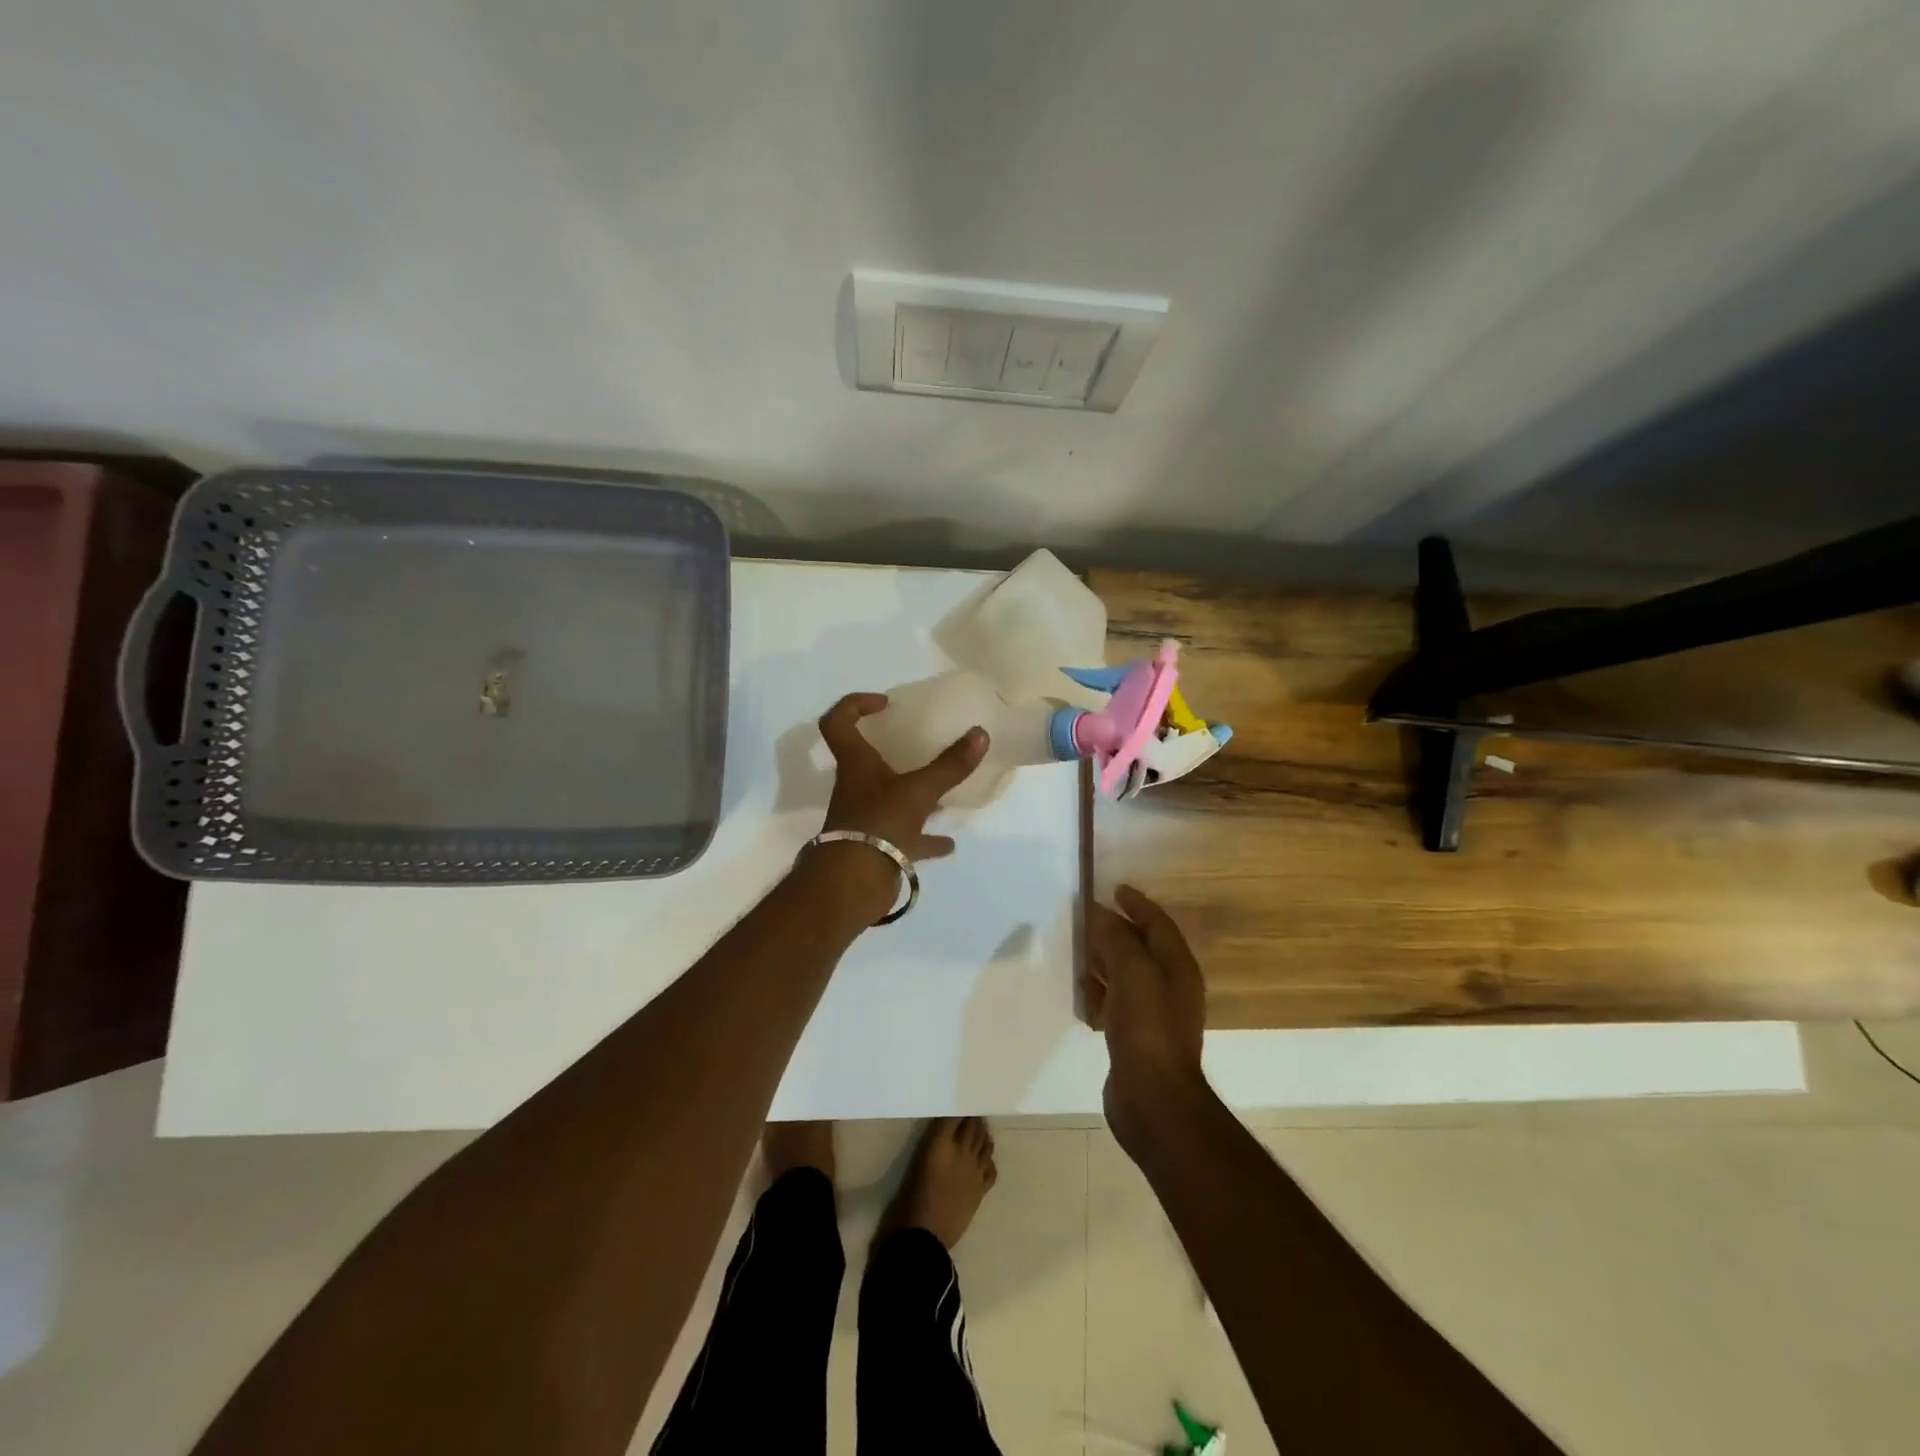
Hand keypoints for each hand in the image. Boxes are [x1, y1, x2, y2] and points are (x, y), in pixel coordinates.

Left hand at [807, 693, 989, 919]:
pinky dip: (925, 838)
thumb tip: (980, 733)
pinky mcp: (877, 846)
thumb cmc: (879, 823)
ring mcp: (866, 818)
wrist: (853, 884)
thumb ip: (949, 765)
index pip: (838, 722)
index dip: (854, 705)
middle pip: (865, 760)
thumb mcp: (919, 791)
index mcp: (856, 764)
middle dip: (889, 750)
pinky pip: (904, 837)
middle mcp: (857, 787)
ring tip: (941, 792)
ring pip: (889, 799)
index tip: (885, 703)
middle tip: (918, 742)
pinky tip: (948, 842)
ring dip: (913, 794)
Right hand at [1086, 885, 1207, 1141]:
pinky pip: (1117, 1003)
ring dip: (1106, 960)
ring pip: (1127, 975)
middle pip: (1142, 948)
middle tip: (1088, 918)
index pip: (1158, 924)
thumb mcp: (1132, 972)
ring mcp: (1153, 1015)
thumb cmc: (1147, 1028)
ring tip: (1079, 949)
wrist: (1154, 1099)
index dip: (1137, 904)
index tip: (1114, 890)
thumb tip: (1100, 912)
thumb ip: (1116, 938)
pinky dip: (1101, 991)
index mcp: (1177, 967)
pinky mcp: (1136, 1038)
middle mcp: (1169, 987)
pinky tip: (1083, 991)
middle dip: (1117, 930)